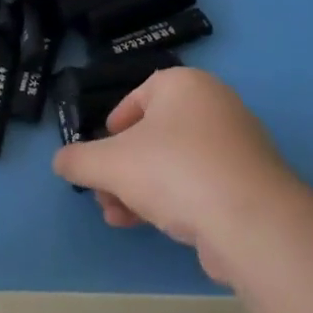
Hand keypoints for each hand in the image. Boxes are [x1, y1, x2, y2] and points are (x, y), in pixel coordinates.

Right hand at [53, 67, 295, 283]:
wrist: (250, 222)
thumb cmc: (173, 171)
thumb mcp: (109, 163)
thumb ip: (78, 160)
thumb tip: (61, 162)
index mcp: (185, 85)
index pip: (140, 95)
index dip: (114, 124)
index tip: (101, 152)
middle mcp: (216, 106)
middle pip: (155, 135)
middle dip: (122, 168)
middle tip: (102, 193)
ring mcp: (238, 147)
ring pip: (175, 164)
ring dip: (140, 190)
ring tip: (117, 217)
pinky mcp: (250, 185)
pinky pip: (200, 185)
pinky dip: (173, 201)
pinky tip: (150, 227)